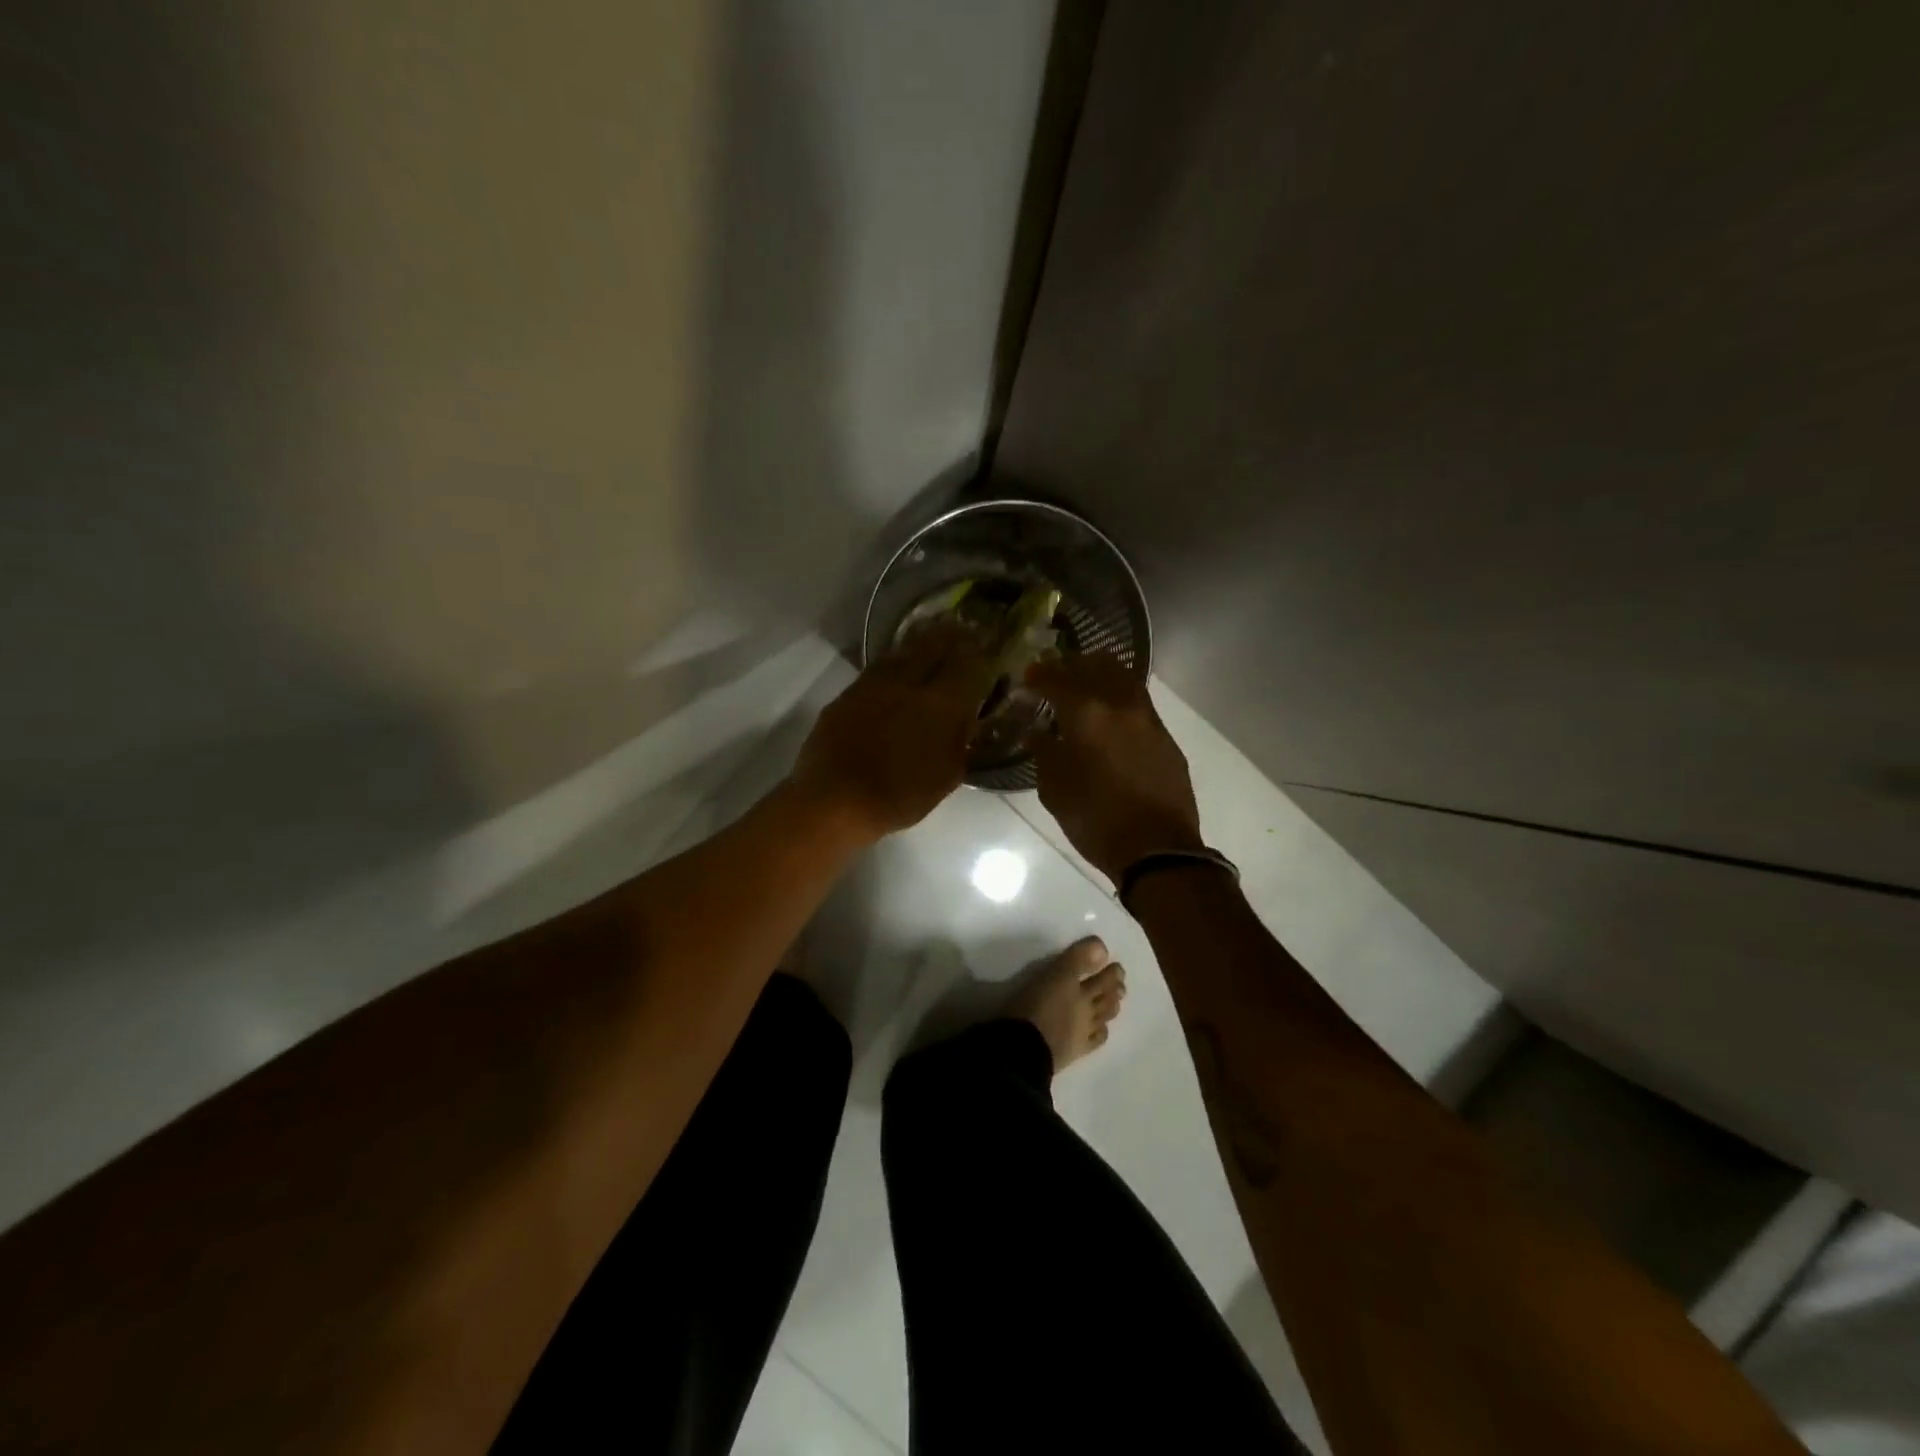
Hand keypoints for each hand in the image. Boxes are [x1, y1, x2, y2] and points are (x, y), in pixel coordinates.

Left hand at [790, 629, 993, 841]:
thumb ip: (960, 742)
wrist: (836, 799)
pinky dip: (893, 661)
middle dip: (950, 636)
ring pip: (903, 651)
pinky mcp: (849, 693)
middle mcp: (910, 683)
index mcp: (942, 704)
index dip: (979, 652)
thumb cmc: (900, 796)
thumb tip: (966, 720)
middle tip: (960, 629)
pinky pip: (878, 667)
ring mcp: (875, 684)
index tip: (985, 645)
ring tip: (930, 635)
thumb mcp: (946, 777)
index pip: (968, 665)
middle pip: (933, 646)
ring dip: (920, 642)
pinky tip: (896, 666)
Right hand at [1025, 655, 1204, 883]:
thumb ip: (1044, 753)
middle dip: (1073, 665)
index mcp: (1087, 715)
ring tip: (1086, 686)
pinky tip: (1110, 716)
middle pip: (1096, 666)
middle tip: (1057, 673)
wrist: (1157, 849)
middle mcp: (1120, 706)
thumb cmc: (1095, 821)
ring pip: (1124, 678)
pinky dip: (1120, 698)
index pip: (1057, 679)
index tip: (1028, 676)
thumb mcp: (1055, 790)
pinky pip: (1139, 703)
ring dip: (1101, 675)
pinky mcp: (1166, 738)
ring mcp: (1148, 719)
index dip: (1040, 674)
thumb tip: (1037, 734)